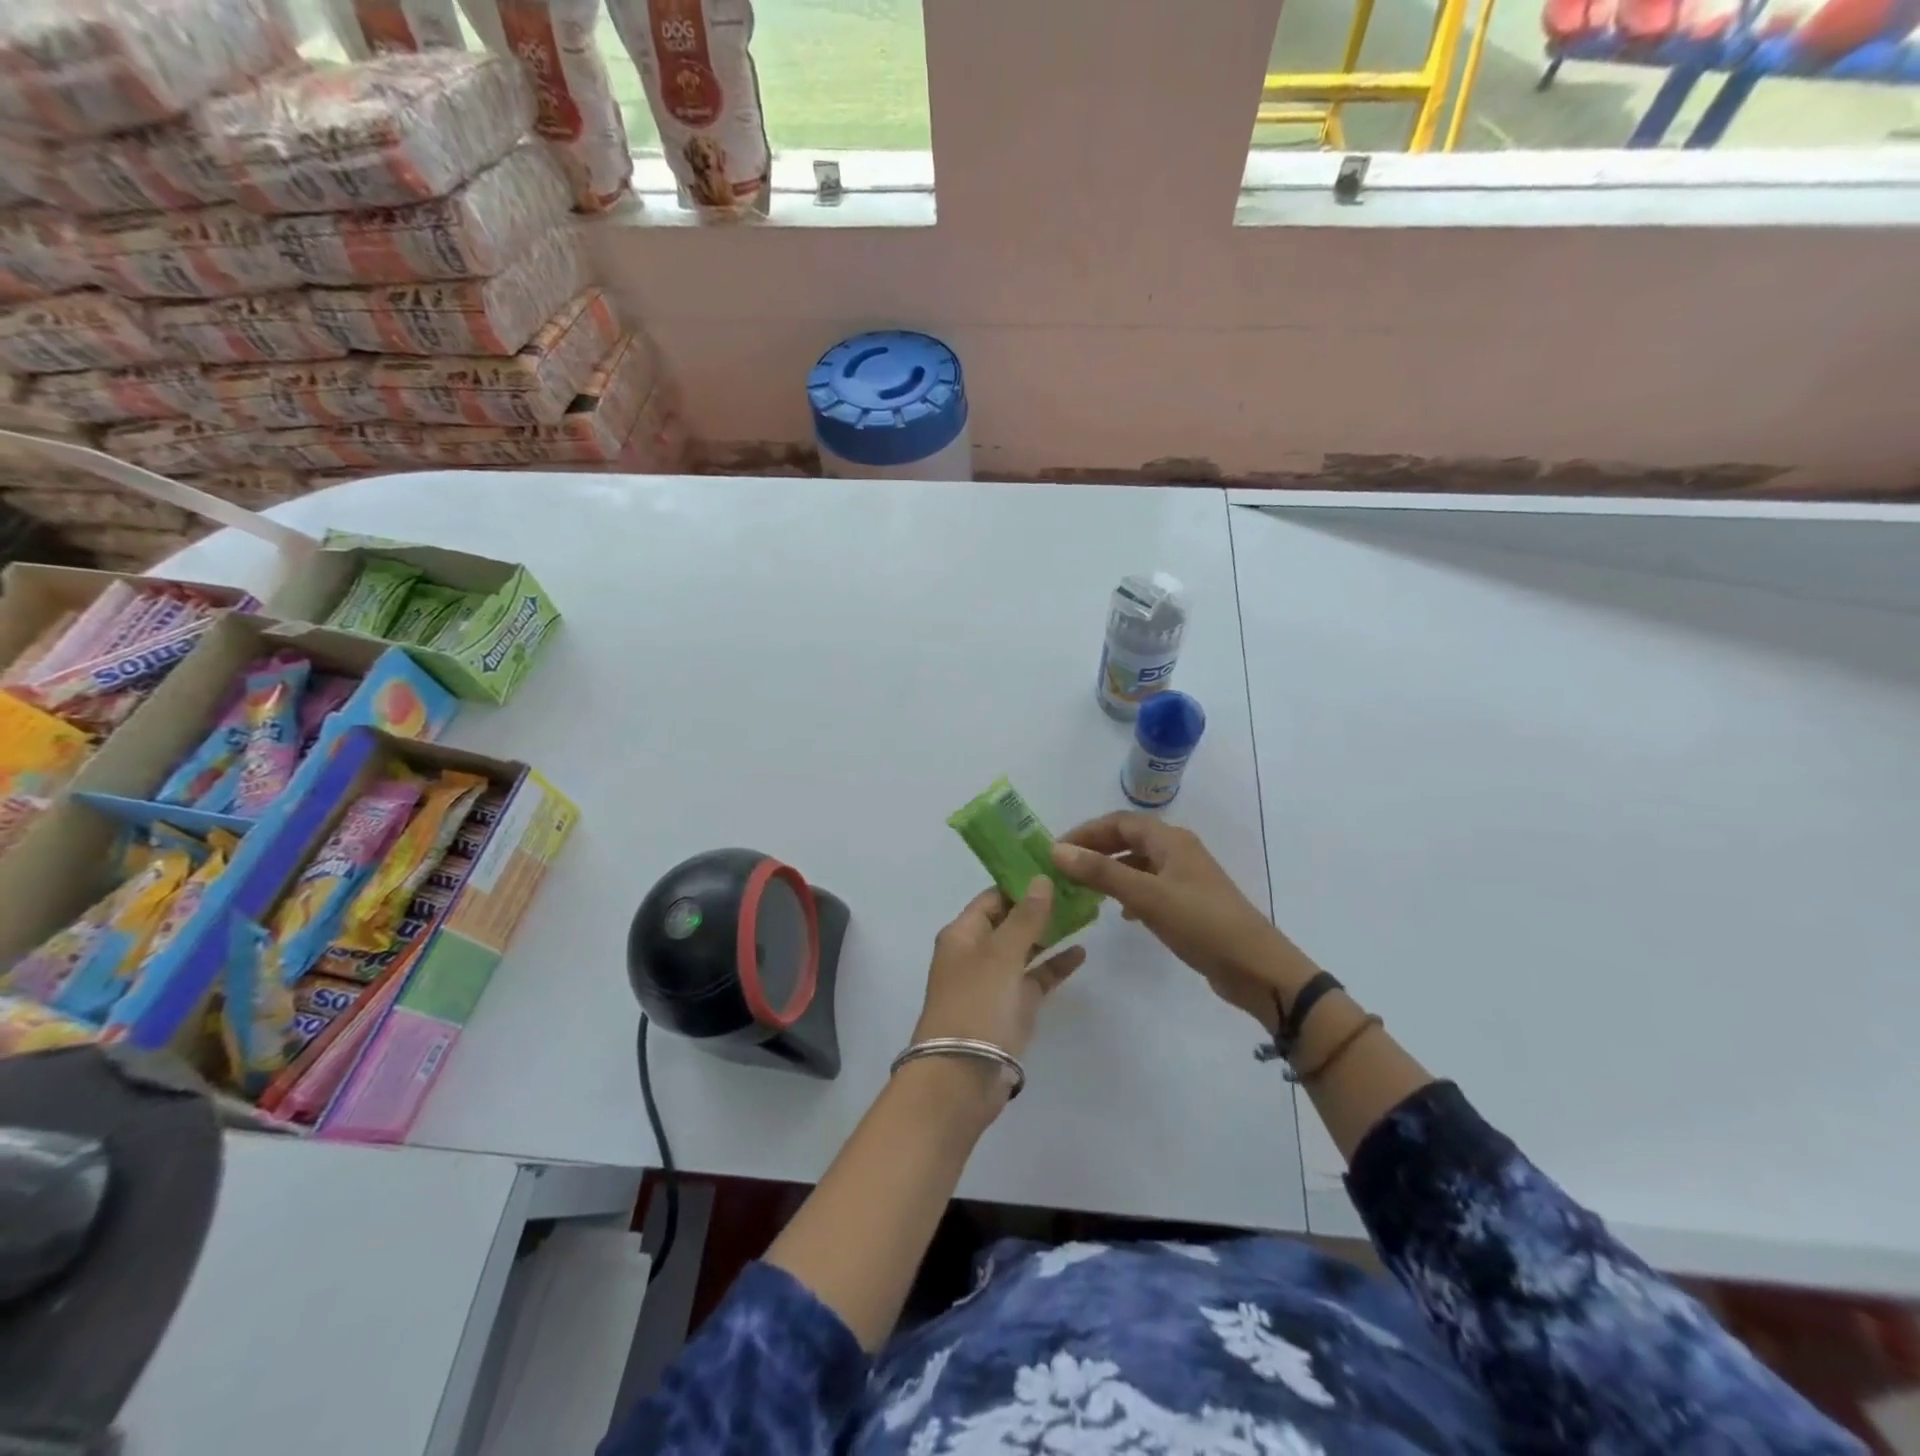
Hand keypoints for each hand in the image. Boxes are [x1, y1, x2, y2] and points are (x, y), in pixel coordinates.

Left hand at [913, 878, 1086, 1090]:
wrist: (962, 1075)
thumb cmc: (976, 1003)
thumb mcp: (1001, 954)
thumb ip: (1025, 917)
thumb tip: (1041, 879)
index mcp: (963, 934)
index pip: (993, 897)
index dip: (1021, 883)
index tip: (1055, 869)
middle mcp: (977, 953)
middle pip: (1011, 921)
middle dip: (1041, 906)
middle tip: (1078, 888)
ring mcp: (996, 982)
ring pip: (1026, 949)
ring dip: (1051, 933)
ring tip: (1086, 913)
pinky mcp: (1013, 1008)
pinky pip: (1036, 978)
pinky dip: (1055, 966)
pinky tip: (1081, 952)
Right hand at [1051, 813, 1313, 1030]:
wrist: (1256, 967)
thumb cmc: (1201, 923)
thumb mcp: (1147, 896)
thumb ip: (1101, 872)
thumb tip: (1057, 850)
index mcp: (1170, 840)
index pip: (1119, 822)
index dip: (1086, 831)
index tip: (1056, 849)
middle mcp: (1177, 851)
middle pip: (1128, 839)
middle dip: (1095, 849)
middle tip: (1064, 868)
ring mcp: (1185, 878)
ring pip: (1138, 864)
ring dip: (1110, 871)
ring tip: (1082, 888)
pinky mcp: (1189, 903)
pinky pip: (1150, 887)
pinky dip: (1128, 892)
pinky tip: (1119, 912)